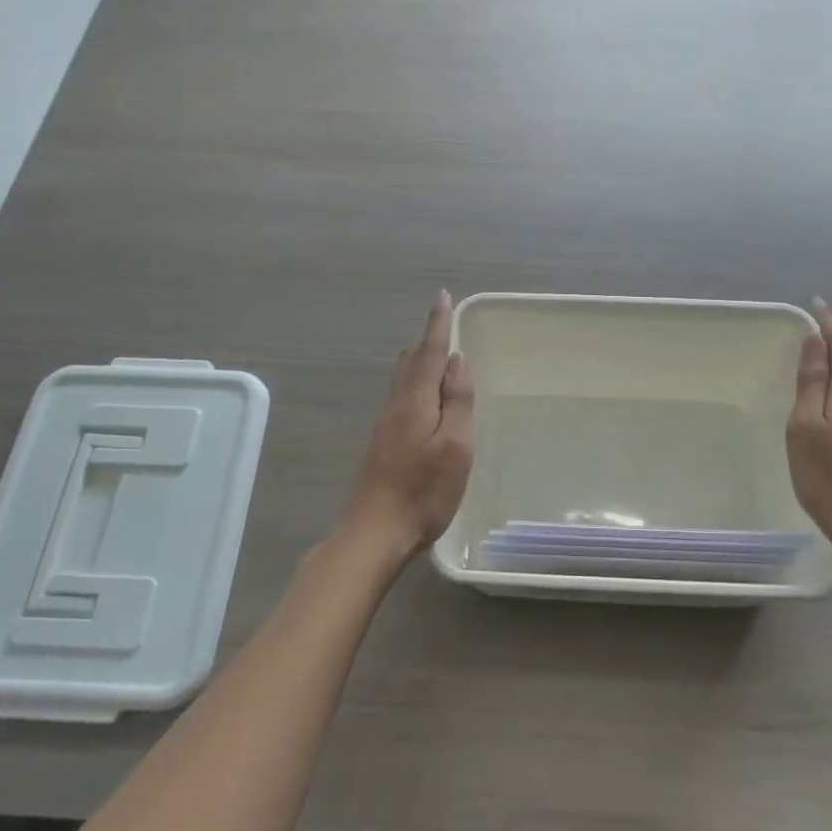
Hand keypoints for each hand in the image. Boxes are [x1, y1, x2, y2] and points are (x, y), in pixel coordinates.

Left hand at [338, 291, 474, 565]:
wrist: (374, 533)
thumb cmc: (423, 491)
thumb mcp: (455, 446)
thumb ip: (458, 401)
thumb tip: (456, 360)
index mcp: (415, 401)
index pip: (429, 352)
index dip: (438, 324)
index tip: (442, 297)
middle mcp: (396, 406)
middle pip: (411, 363)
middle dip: (427, 342)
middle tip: (443, 326)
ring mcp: (385, 426)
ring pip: (403, 381)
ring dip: (419, 363)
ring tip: (435, 357)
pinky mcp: (382, 444)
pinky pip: (401, 399)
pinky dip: (415, 385)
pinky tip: (423, 400)